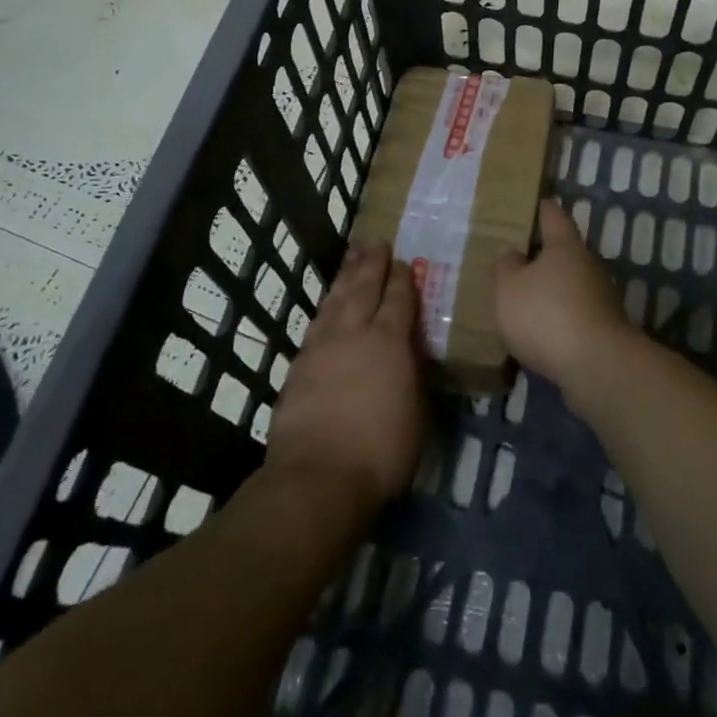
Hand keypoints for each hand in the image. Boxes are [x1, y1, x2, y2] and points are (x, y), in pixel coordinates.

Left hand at [265, 239, 426, 517]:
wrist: (317, 476)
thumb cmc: (380, 451)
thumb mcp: (417, 415)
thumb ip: (413, 378)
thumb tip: (410, 361)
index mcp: (389, 342)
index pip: (398, 299)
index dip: (402, 278)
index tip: (404, 261)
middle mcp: (354, 333)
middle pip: (363, 287)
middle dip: (371, 263)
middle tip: (374, 241)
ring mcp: (322, 346)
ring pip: (336, 299)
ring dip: (345, 276)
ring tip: (352, 257)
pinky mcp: (299, 364)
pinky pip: (316, 322)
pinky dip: (325, 306)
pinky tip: (327, 304)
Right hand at [493, 200, 638, 394]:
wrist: (597, 366)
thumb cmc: (546, 315)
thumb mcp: (509, 288)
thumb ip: (506, 266)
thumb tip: (514, 254)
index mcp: (565, 246)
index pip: (553, 216)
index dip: (542, 208)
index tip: (533, 202)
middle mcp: (588, 265)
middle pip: (563, 251)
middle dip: (542, 255)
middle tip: (516, 259)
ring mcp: (600, 297)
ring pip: (570, 284)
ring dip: (551, 289)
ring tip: (524, 299)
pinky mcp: (603, 328)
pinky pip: (575, 313)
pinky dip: (559, 317)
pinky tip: (541, 331)